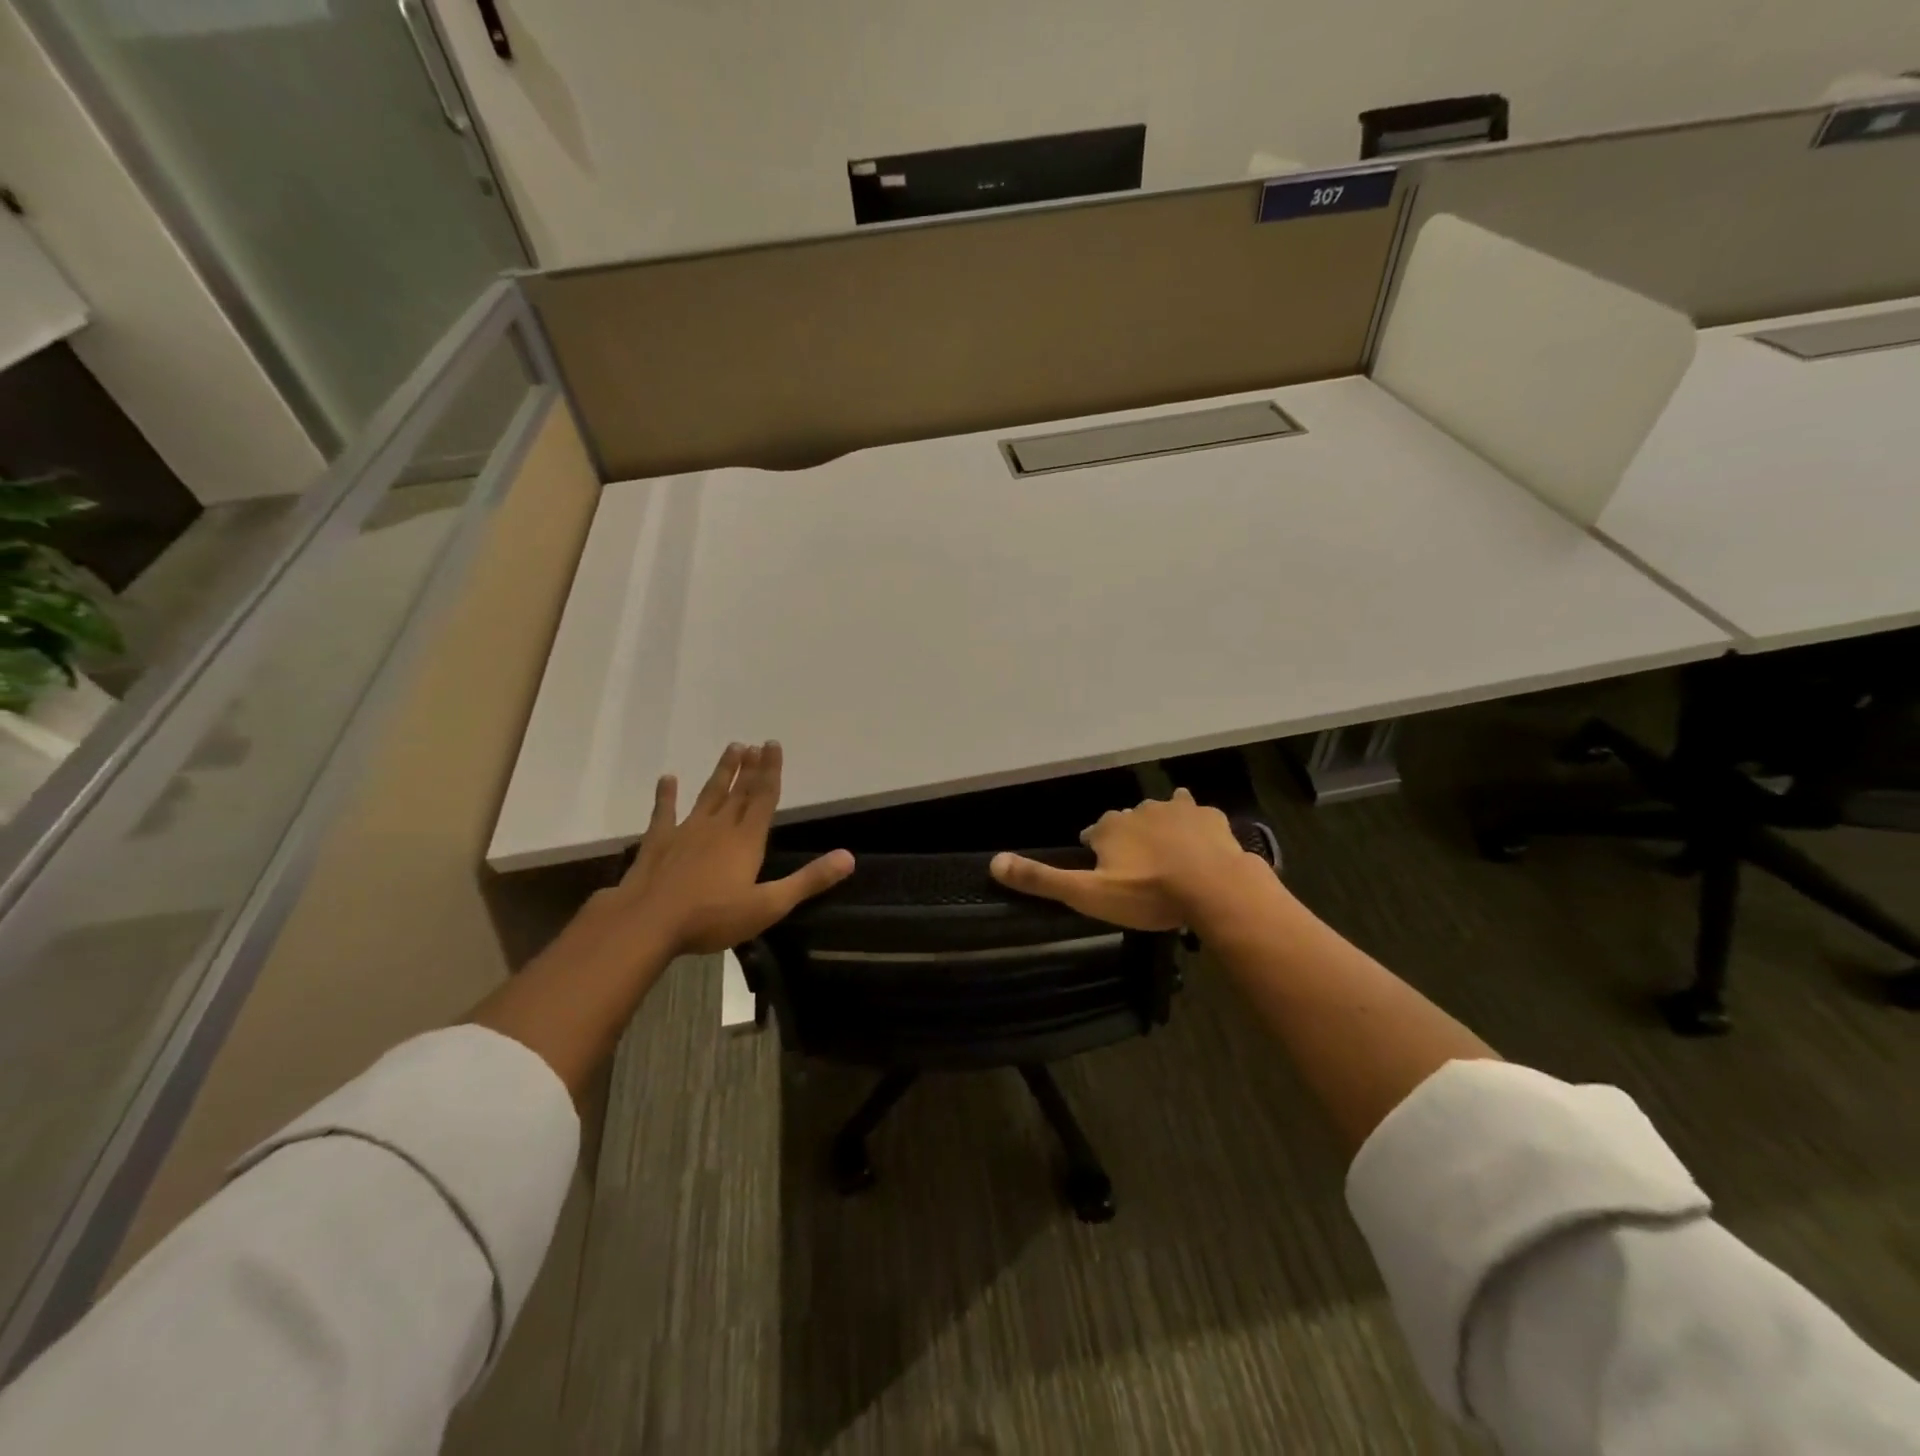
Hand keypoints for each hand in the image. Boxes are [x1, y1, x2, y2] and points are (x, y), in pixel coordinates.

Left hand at [593, 741, 852, 955]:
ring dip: (721, 773)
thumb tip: (849, 857)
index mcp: (746, 840)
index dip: (771, 772)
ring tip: (731, 749)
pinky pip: (664, 812)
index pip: (764, 798)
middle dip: (750, 768)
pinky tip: (668, 778)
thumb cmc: (712, 917)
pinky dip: (666, 795)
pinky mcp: (658, 842)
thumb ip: (808, 880)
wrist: (648, 922)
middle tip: (755, 744)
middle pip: (739, 792)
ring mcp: (686, 831)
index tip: (773, 745)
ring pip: (708, 795)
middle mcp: (718, 827)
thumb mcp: (769, 905)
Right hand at [989, 788, 1264, 930]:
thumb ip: (1042, 879)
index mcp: (1110, 827)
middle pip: (1127, 821)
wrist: (1214, 888)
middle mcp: (1139, 810)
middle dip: (1128, 837)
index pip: (1093, 832)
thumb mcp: (1088, 894)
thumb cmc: (1148, 894)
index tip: (1102, 869)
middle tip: (1137, 868)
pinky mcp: (1209, 817)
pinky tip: (1201, 844)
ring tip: (1168, 854)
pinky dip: (1195, 827)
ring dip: (1161, 827)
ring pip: (1162, 812)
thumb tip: (993, 862)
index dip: (1096, 849)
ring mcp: (1178, 810)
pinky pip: (1197, 816)